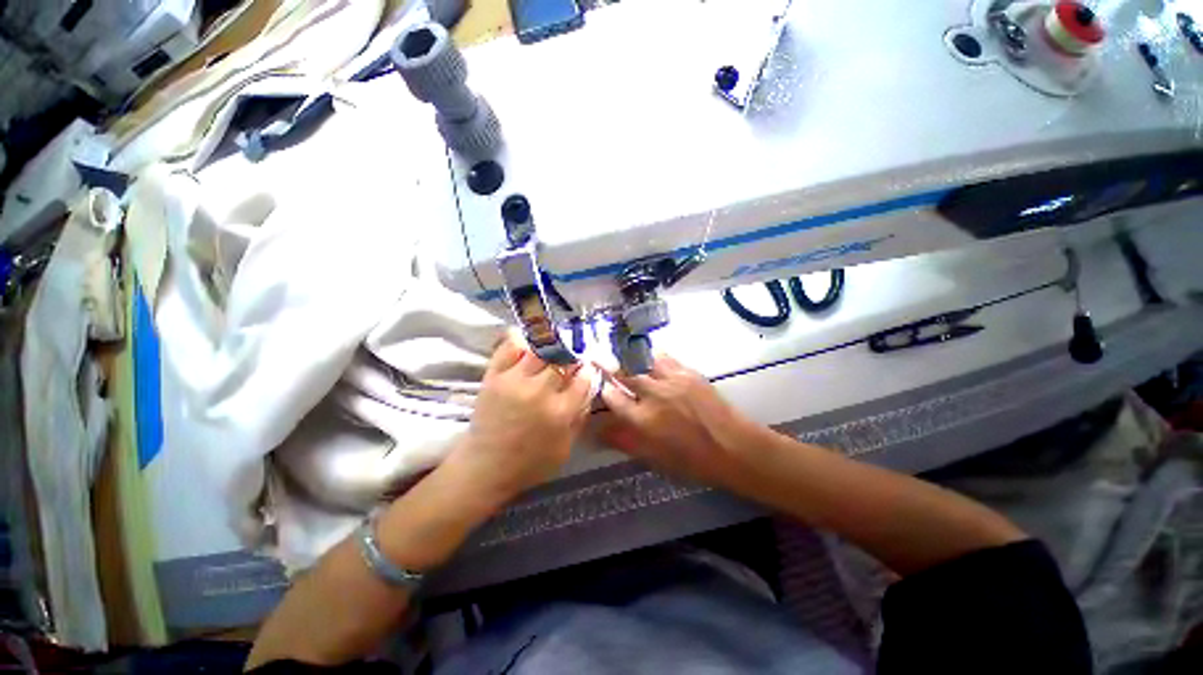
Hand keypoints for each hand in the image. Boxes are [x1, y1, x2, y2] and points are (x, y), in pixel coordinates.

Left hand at [443, 331, 595, 509]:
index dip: (587, 370)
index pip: (582, 378)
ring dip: (549, 348)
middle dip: (571, 357)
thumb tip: (589, 387)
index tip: (586, 368)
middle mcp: (539, 392)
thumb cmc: (531, 463)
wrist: (486, 467)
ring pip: (539, 349)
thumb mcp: (566, 447)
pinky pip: (509, 348)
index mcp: (560, 412)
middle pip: (563, 360)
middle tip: (570, 359)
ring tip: (550, 351)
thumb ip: (581, 416)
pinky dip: (519, 341)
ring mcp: (514, 381)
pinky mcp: (494, 377)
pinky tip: (527, 345)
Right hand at [597, 355, 760, 487]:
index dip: (603, 390)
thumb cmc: (693, 461)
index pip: (613, 398)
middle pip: (625, 373)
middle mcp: (655, 396)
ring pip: (643, 360)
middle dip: (611, 367)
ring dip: (631, 359)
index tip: (600, 387)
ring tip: (625, 359)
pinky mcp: (688, 372)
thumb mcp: (655, 458)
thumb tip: (598, 433)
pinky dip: (652, 358)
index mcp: (644, 421)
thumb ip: (625, 442)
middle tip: (602, 362)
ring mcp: (672, 380)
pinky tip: (650, 361)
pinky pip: (664, 358)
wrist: (734, 447)